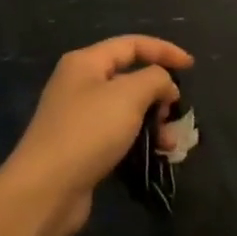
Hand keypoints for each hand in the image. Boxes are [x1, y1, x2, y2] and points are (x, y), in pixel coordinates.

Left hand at [2, 34, 193, 235]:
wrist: (45, 190)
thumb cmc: (87, 132)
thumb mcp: (128, 95)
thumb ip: (154, 79)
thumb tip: (164, 85)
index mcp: (86, 62)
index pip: (132, 45)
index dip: (164, 51)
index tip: (191, 66)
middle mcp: (80, 84)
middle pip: (129, 78)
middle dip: (158, 94)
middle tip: (174, 114)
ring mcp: (79, 117)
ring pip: (127, 110)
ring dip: (153, 122)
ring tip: (169, 144)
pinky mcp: (82, 147)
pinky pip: (120, 135)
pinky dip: (140, 141)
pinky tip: (156, 157)